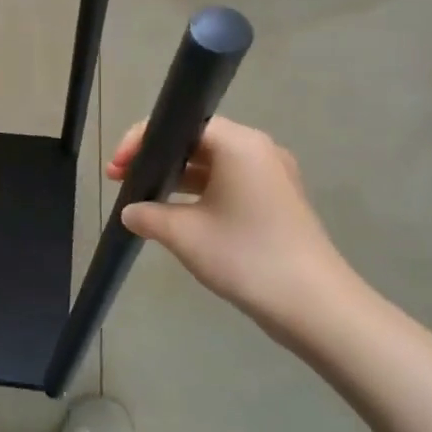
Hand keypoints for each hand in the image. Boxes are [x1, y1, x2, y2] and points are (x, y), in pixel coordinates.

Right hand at [108, 117, 357, 344]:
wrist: (315, 306)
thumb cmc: (246, 257)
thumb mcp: (185, 235)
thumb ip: (148, 215)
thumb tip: (130, 212)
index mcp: (239, 144)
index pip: (180, 125)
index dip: (142, 141)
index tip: (116, 168)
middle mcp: (258, 150)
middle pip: (196, 141)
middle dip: (156, 159)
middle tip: (122, 180)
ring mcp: (272, 177)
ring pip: (212, 165)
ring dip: (176, 179)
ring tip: (143, 199)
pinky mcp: (277, 202)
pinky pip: (229, 184)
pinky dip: (200, 194)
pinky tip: (177, 216)